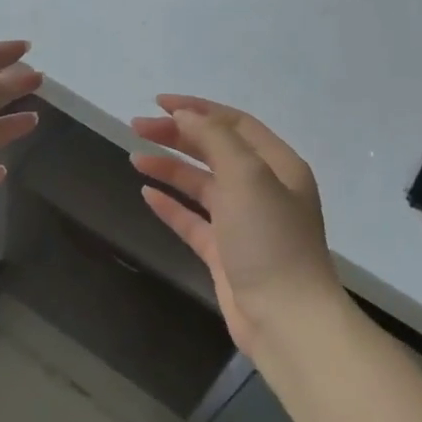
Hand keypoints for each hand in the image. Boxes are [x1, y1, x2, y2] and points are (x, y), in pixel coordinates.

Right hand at [131, 96, 342, 353]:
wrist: (286, 318)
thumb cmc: (270, 240)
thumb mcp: (247, 176)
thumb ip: (216, 139)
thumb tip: (185, 115)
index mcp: (277, 166)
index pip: (234, 124)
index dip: (197, 109)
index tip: (158, 104)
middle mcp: (262, 189)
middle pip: (215, 150)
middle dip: (177, 135)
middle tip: (137, 127)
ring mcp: (242, 222)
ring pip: (201, 184)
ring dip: (171, 168)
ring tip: (136, 157)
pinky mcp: (224, 252)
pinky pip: (193, 220)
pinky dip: (171, 205)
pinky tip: (147, 194)